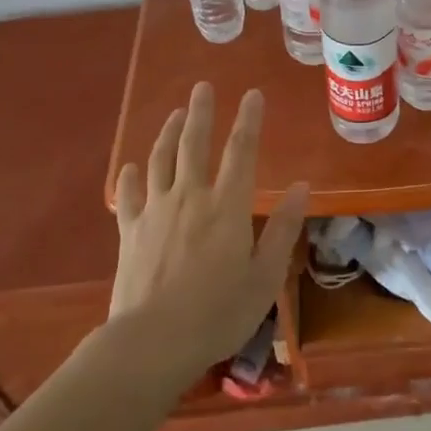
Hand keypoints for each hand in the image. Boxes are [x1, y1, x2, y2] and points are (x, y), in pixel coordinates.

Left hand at [109, 84, 307, 372]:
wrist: (151, 343)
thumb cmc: (217, 314)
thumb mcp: (264, 277)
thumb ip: (283, 229)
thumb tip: (301, 187)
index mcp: (227, 206)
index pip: (241, 151)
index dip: (249, 119)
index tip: (253, 94)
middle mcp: (191, 196)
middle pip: (195, 144)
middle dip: (201, 112)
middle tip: (202, 87)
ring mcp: (156, 211)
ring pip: (161, 159)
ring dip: (169, 132)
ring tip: (176, 114)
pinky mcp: (130, 231)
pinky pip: (129, 195)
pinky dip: (131, 176)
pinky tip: (131, 166)